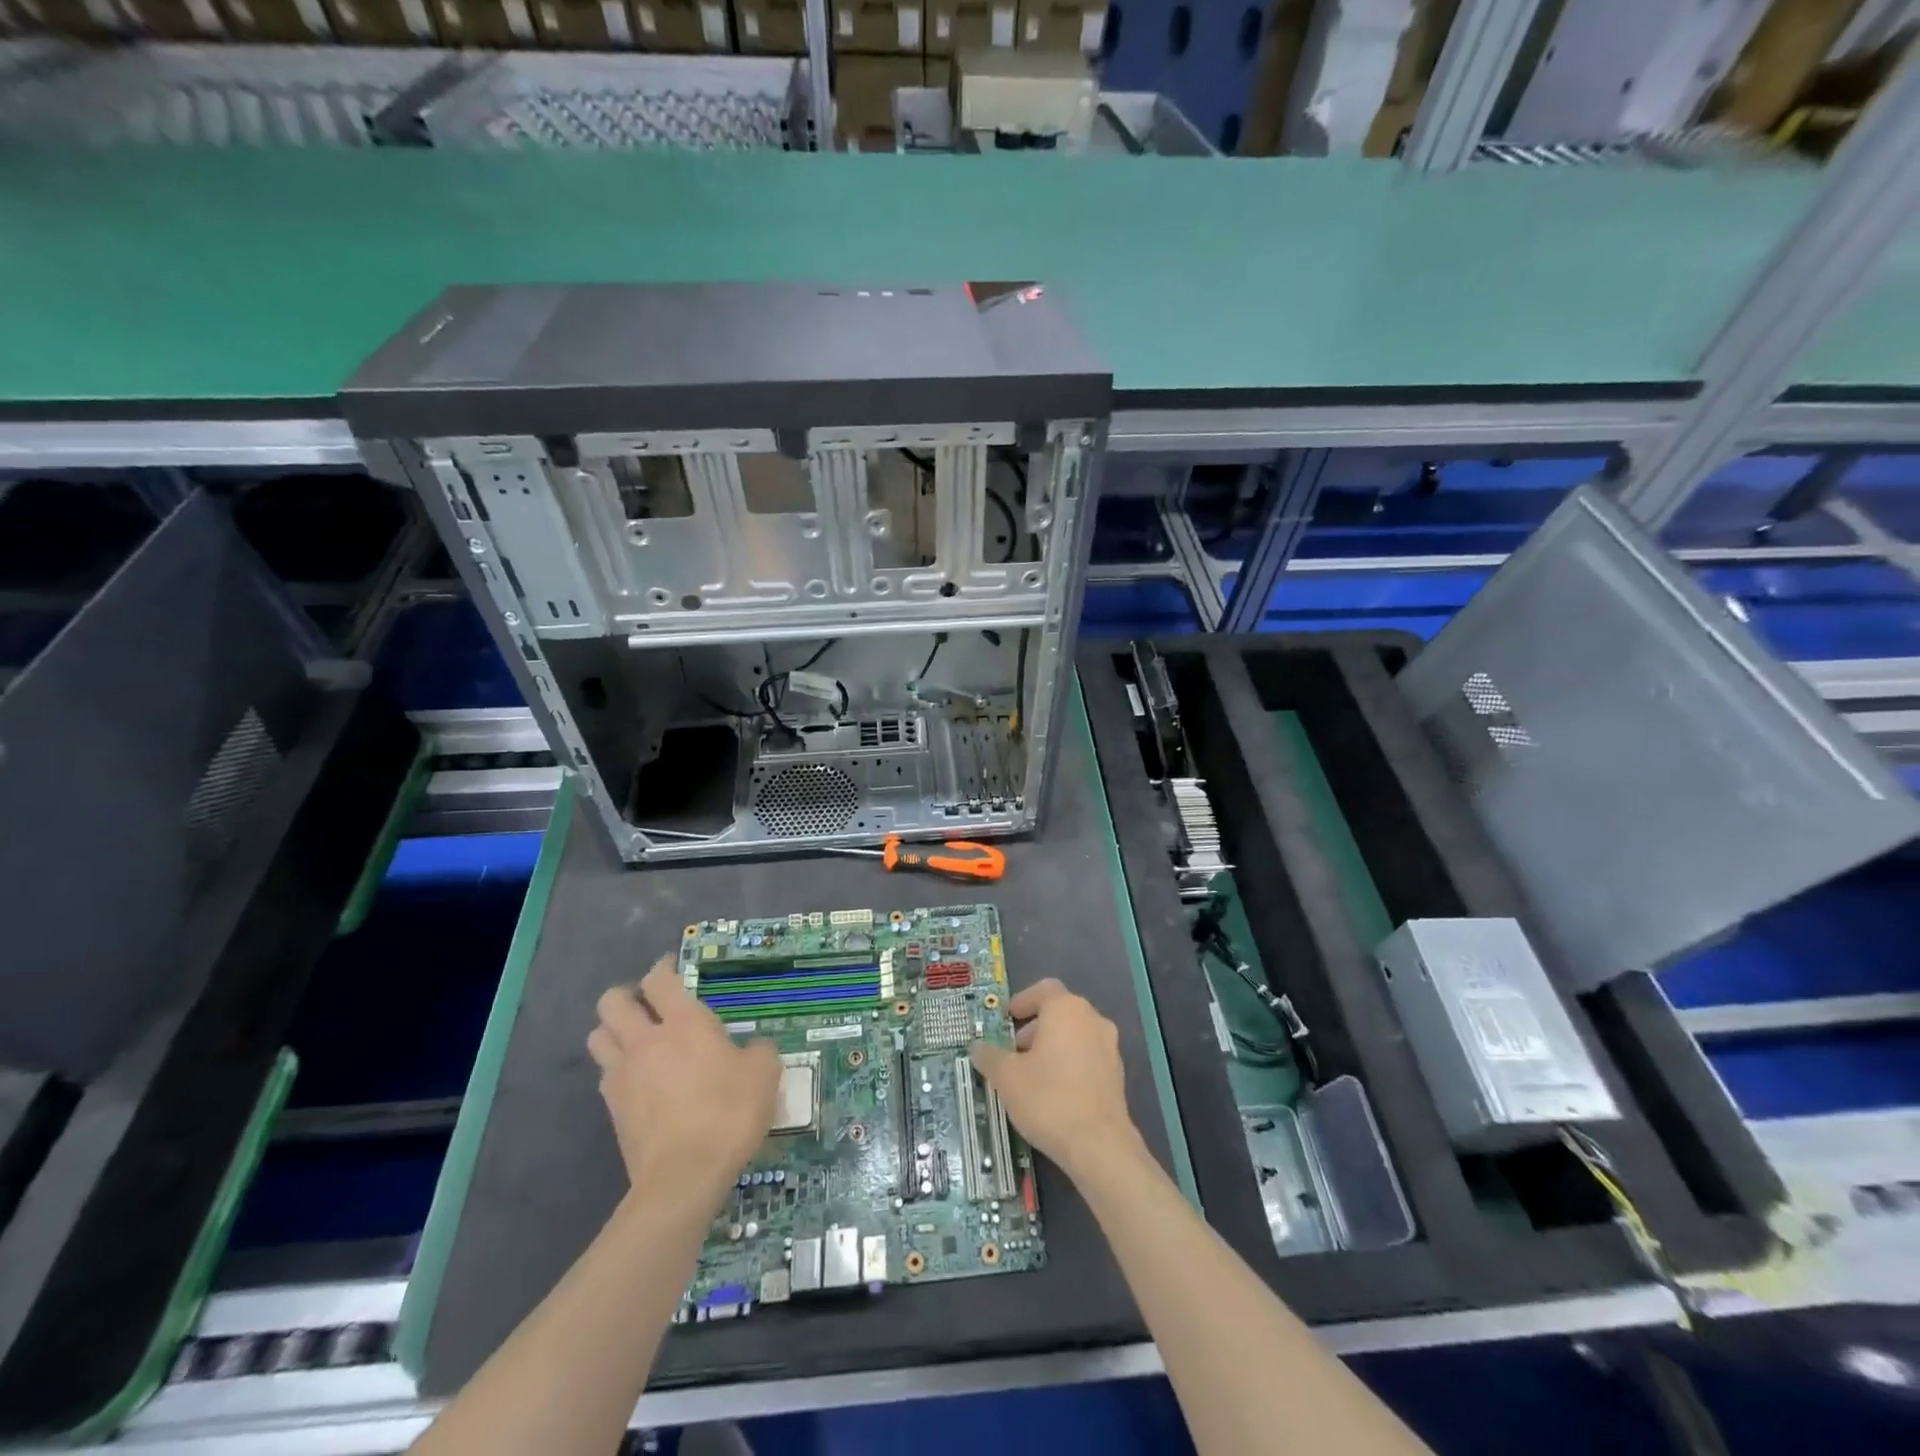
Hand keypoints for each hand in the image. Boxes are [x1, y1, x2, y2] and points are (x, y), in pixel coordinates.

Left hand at [588, 955, 780, 1209]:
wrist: (683, 1177)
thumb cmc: (728, 1113)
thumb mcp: (764, 1074)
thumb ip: (758, 1051)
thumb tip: (753, 1048)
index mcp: (684, 1022)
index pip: (659, 979)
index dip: (663, 967)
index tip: (672, 967)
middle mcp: (646, 1040)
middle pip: (612, 1001)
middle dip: (626, 996)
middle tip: (648, 1005)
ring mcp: (622, 1075)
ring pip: (598, 1036)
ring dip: (613, 1031)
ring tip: (636, 1040)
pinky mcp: (612, 1109)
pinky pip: (605, 1074)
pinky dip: (617, 1069)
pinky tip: (639, 1081)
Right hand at [970, 978, 1141, 1181]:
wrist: (1099, 1146)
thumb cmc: (1048, 1099)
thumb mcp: (1007, 1077)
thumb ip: (989, 1056)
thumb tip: (977, 1046)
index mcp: (1066, 1009)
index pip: (1043, 989)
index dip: (1022, 1001)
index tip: (1007, 1019)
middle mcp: (1092, 1019)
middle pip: (1059, 1012)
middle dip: (1034, 1028)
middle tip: (1013, 1051)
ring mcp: (1109, 1047)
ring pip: (1074, 1035)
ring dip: (1052, 1046)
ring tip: (1031, 1076)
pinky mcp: (1117, 1074)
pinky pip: (1087, 1057)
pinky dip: (1070, 1064)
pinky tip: (1054, 1093)